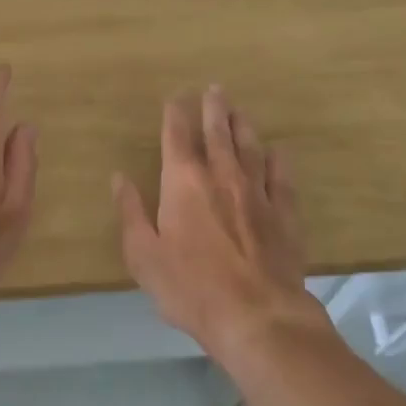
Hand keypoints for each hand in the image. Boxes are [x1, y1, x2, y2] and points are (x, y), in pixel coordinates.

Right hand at [115, 86, 326, 363]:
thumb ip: (130, 213)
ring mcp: (257, 192)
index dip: (175, 113)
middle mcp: (221, 175)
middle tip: (215, 88)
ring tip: (240, 111)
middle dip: (213, 108)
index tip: (176, 97)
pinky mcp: (285, 214)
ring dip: (243, 126)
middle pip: (217, 132)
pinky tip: (278, 152)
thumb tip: (119, 178)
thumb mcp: (144, 256)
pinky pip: (282, 178)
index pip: (177, 136)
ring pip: (250, 148)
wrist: (257, 317)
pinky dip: (278, 161)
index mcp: (184, 182)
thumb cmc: (191, 288)